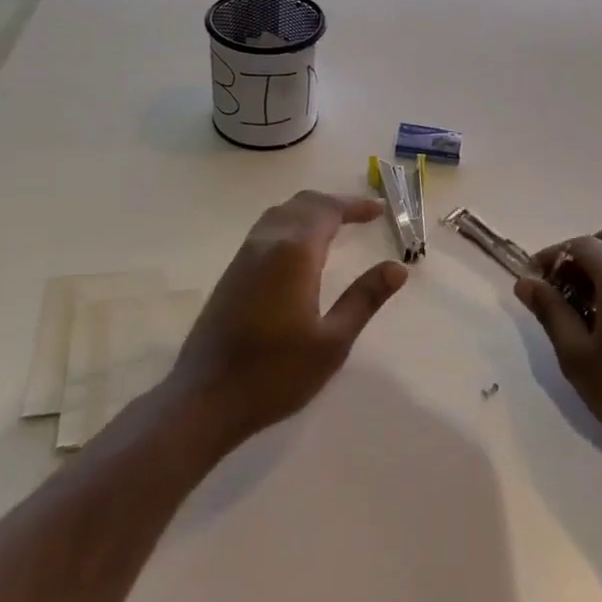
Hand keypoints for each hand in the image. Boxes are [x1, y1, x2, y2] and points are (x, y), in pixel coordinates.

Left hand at [173, 191, 408, 447]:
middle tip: (362, 214)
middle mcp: (266, 243)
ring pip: (280, 214)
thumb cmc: (275, 373)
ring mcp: (244, 256)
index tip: (379, 210)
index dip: (355, 205)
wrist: (205, 398)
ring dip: (310, 211)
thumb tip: (397, 268)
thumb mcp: (333, 342)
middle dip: (334, 203)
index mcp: (294, 253)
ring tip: (336, 225)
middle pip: (302, 204)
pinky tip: (301, 249)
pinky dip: (291, 224)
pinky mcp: (232, 273)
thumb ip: (364, 299)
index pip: (328, 211)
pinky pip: (266, 230)